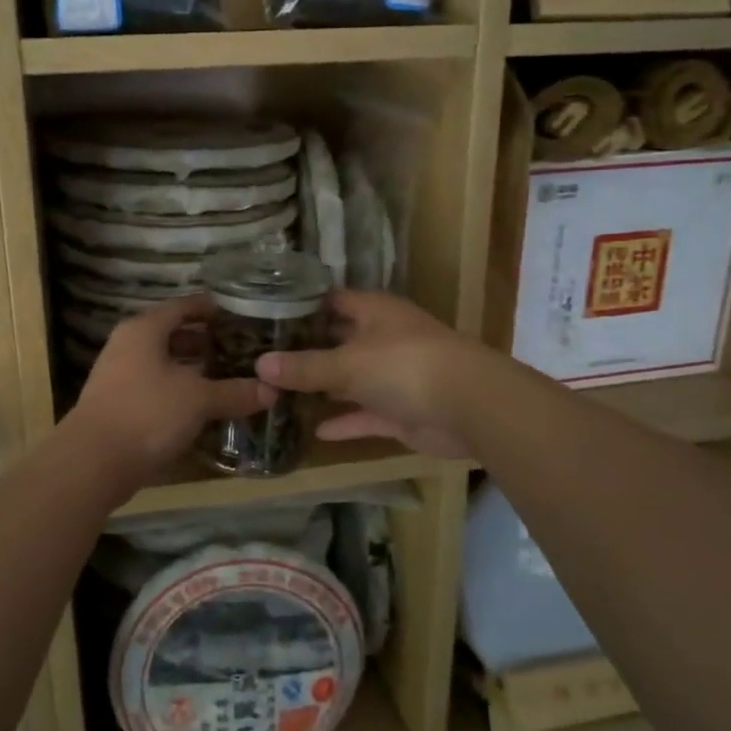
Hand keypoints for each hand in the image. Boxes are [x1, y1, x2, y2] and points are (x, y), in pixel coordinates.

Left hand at [66, 295, 275, 487]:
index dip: (212, 309)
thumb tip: (273, 390)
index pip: (183, 306)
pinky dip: (178, 391)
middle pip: (171, 334)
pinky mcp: (117, 404)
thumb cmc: (147, 413)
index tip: (240, 316)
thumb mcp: (198, 399)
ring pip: (162, 363)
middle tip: (239, 348)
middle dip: (204, 341)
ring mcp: (118, 375)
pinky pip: (154, 387)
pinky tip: (200, 406)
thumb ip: (235, 392)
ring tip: (226, 376)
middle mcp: (128, 345)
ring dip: (191, 368)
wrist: (92, 461)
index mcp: (144, 329)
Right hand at [256, 290, 483, 458]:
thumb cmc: (405, 366)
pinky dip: (344, 421)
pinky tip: (314, 430)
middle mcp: (384, 339)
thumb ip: (304, 367)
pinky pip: (365, 414)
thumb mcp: (347, 364)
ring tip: (279, 394)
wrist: (470, 408)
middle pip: (339, 341)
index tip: (265, 316)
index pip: (332, 301)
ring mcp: (395, 376)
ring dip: (324, 388)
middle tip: (264, 359)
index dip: (301, 307)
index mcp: (375, 312)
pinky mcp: (402, 411)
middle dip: (307, 351)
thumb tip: (260, 365)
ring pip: (351, 380)